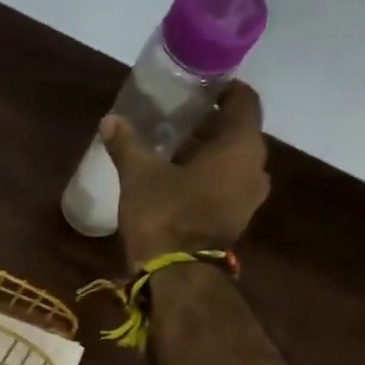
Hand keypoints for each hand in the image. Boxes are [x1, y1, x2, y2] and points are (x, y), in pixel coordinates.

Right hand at [100, 80, 271, 267]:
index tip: (200, 89)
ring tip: (176, 151)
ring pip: (233, 162)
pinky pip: (228, 186)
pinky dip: (210, 178)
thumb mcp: (139, 176)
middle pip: (238, 133)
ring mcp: (249, 198)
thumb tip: (110, 119)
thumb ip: (127, 144)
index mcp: (240, 146)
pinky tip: (180, 180)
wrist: (176, 275)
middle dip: (211, 125)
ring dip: (209, 154)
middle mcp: (255, 167)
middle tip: (179, 119)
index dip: (224, 90)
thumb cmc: (164, 215)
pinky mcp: (236, 220)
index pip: (244, 101)